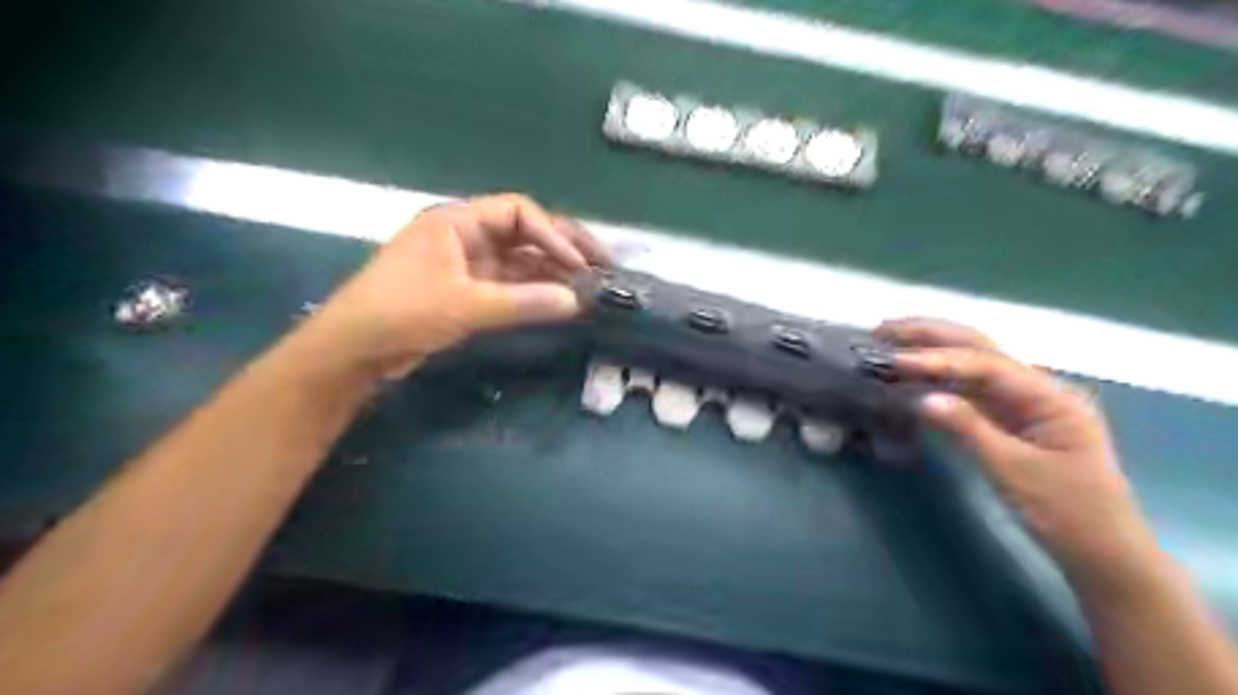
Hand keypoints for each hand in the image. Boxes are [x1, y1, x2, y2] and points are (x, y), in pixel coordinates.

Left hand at [310, 195, 607, 375]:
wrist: (355, 351)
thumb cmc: (401, 313)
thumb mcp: (465, 305)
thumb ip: (523, 302)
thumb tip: (576, 301)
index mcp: (458, 222)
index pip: (518, 213)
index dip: (553, 235)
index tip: (579, 264)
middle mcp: (467, 237)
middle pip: (525, 233)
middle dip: (563, 248)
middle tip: (601, 266)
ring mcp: (468, 265)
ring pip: (521, 261)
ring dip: (553, 272)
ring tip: (589, 287)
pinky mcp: (469, 292)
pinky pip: (511, 285)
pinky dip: (536, 292)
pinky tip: (560, 302)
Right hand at [879, 317, 1160, 596]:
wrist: (1102, 550)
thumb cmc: (1067, 512)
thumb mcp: (1015, 471)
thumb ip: (969, 428)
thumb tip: (922, 398)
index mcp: (1049, 395)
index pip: (985, 364)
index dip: (937, 358)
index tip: (894, 360)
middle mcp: (1037, 387)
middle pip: (979, 348)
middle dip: (931, 335)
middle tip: (882, 330)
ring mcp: (1022, 401)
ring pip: (971, 363)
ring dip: (931, 349)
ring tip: (888, 341)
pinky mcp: (1009, 417)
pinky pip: (969, 387)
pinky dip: (937, 376)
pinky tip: (911, 373)